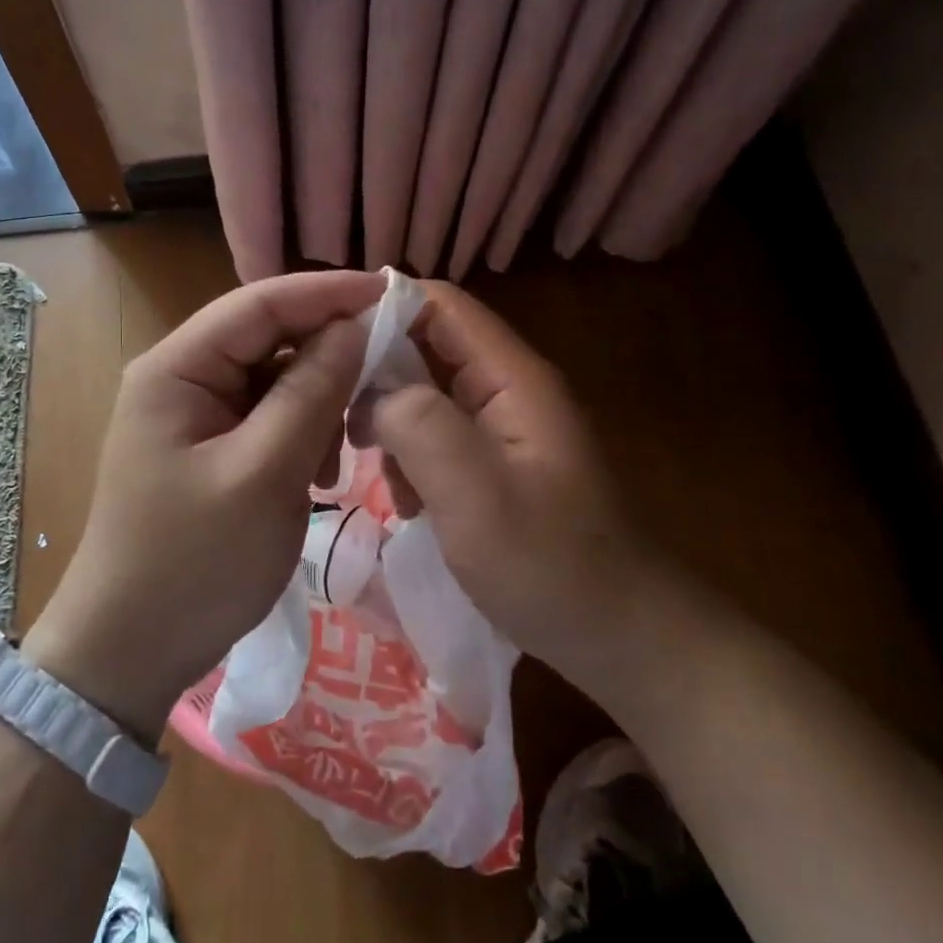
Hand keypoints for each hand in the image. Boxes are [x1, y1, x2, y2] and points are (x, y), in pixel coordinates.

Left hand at [24, 270, 383, 742]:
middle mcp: (182, 378)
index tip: (393, 293)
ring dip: (318, 404)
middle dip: (328, 354)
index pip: (259, 303)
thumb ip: (311, 392)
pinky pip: (268, 420)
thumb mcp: (264, 473)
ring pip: (275, 381)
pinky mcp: (211, 450)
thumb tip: (355, 326)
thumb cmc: (194, 561)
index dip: (327, 293)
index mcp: (177, 369)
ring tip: (344, 453)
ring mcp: (195, 416)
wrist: (132, 650)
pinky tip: (321, 475)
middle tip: (388, 374)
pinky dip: (302, 436)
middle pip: (268, 339)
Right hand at [360, 282, 646, 670]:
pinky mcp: (492, 465)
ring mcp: (501, 428)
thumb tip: (373, 390)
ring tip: (379, 474)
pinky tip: (409, 504)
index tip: (327, 345)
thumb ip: (421, 426)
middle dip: (377, 379)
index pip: (440, 306)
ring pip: (424, 396)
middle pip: (426, 348)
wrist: (616, 636)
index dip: (382, 309)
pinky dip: (411, 461)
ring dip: (392, 427)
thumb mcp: (476, 495)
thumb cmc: (548, 565)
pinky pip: (436, 439)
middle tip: (339, 423)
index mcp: (512, 378)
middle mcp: (506, 389)